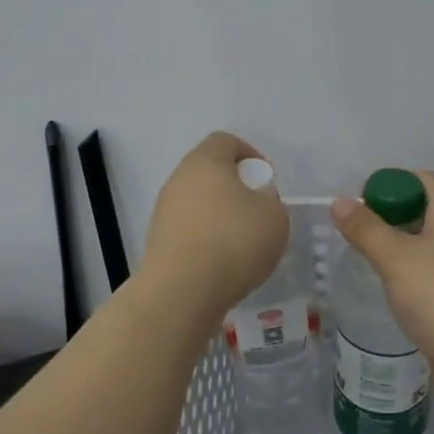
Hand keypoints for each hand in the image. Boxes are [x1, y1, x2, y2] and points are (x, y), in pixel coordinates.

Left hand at [140, 132, 289, 317]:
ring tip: (243, 245)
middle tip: (258, 213)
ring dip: (221, 217)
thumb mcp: (275, 216)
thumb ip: (270, 202)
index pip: (226, 141)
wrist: (182, 292)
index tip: (266, 182)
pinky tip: (223, 265)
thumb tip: (255, 206)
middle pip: (210, 173)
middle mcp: (178, 180)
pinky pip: (190, 231)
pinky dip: (207, 241)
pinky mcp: (159, 242)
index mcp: (204, 161)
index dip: (251, 155)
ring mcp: (164, 212)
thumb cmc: (233, 241)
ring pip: (199, 203)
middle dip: (236, 189)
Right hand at [331, 171, 433, 403]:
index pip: (425, 180)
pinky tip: (388, 286)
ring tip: (366, 254)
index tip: (364, 199)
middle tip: (358, 228)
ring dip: (398, 244)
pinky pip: (428, 272)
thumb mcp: (396, 257)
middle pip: (425, 209)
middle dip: (392, 213)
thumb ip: (366, 229)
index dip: (395, 182)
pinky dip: (407, 272)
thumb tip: (340, 201)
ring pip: (425, 243)